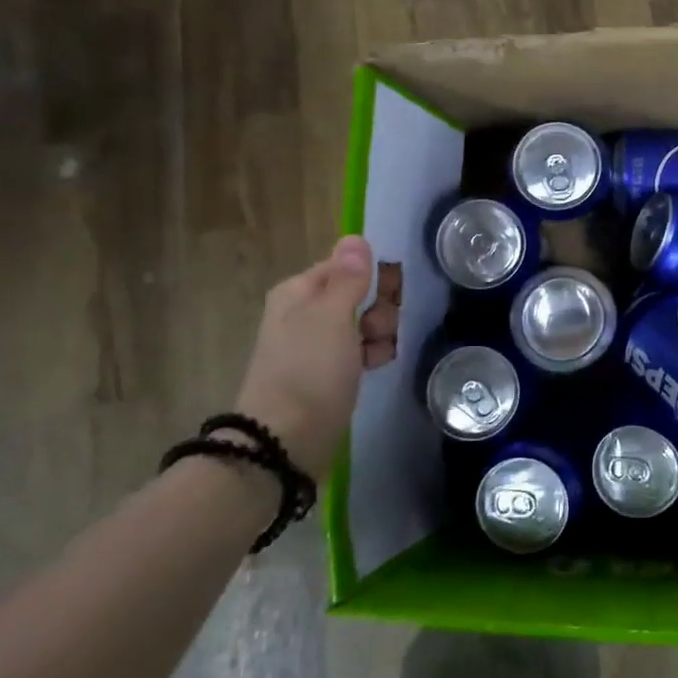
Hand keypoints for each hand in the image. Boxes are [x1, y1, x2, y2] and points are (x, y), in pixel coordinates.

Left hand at [232, 236, 400, 472]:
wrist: (285, 440)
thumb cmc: (309, 370)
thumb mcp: (332, 316)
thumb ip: (348, 276)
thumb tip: (355, 237)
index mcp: (299, 292)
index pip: (347, 265)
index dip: (374, 276)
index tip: (392, 294)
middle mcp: (304, 313)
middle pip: (357, 293)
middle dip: (379, 308)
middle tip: (379, 328)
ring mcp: (314, 346)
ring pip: (362, 323)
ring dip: (380, 333)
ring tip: (379, 353)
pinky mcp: (325, 374)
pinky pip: (358, 351)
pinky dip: (372, 354)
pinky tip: (377, 365)